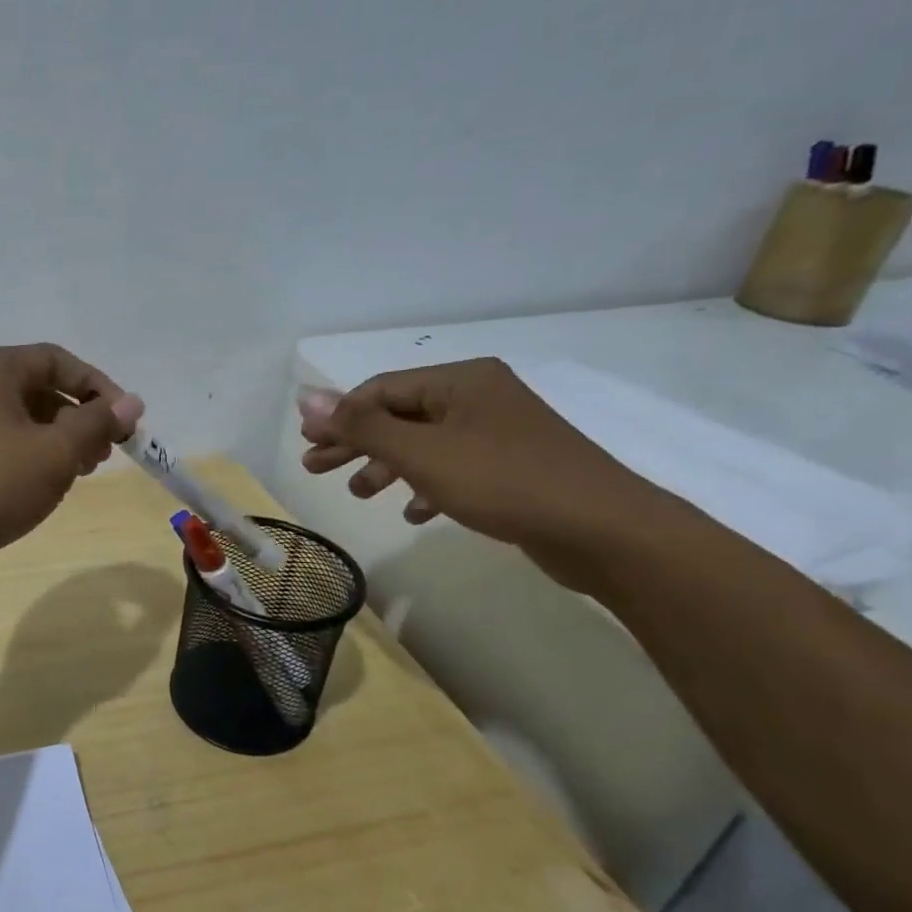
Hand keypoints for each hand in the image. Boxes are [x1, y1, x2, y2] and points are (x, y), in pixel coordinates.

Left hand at [0, 343, 143, 574]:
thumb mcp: (55, 452)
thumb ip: (96, 422)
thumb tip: (132, 401)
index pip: (58, 360)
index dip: (99, 387)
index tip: (126, 422)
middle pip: (39, 389)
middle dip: (80, 418)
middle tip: (106, 453)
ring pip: (20, 420)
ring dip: (58, 440)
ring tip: (81, 473)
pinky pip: (0, 443)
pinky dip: (29, 456)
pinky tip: (44, 486)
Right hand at [296, 358, 669, 585]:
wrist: (604, 530)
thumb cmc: (504, 481)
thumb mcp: (422, 452)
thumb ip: (362, 426)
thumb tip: (307, 396)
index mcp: (460, 381)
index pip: (382, 390)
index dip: (340, 416)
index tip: (308, 444)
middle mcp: (479, 398)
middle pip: (400, 416)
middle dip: (357, 443)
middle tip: (315, 468)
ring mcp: (499, 433)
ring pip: (425, 444)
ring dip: (387, 467)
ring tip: (359, 494)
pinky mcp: (512, 468)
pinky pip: (454, 468)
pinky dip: (426, 485)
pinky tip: (413, 512)